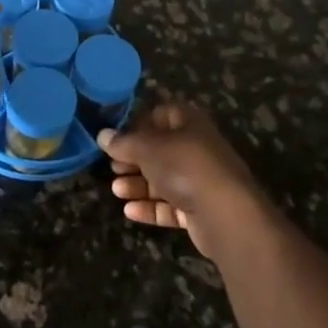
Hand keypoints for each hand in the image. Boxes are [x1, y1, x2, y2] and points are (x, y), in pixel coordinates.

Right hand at [99, 101, 272, 260]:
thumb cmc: (185, 167)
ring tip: (116, 190)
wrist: (225, 214)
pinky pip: (171, 205)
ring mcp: (200, 180)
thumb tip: (103, 135)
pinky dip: (151, 207)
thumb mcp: (148, 148)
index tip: (115, 138)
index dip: (137, 124)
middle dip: (134, 159)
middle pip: (160, 150)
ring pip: (164, 179)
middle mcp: (197, 148)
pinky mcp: (200, 209)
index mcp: (189, 123)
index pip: (161, 114)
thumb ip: (124, 142)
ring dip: (138, 185)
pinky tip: (130, 211)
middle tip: (112, 167)